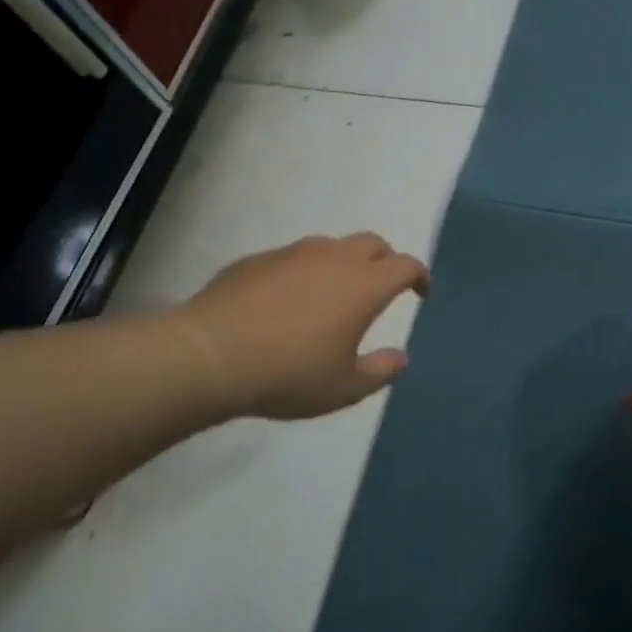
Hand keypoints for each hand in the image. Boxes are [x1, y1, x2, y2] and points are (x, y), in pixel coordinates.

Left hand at [182, 234, 430, 420]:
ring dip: (344, 264)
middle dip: (385, 260)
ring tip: (333, 296)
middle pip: (372, 243)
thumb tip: (400, 357)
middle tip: (382, 288)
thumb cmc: (289, 375)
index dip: (419, 276)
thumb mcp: (344, 388)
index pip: (405, 264)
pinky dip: (305, 272)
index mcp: (363, 285)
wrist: (210, 355)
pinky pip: (294, 258)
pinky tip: (288, 302)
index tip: (420, 292)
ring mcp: (292, 254)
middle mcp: (333, 258)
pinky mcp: (257, 259)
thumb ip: (380, 371)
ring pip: (331, 246)